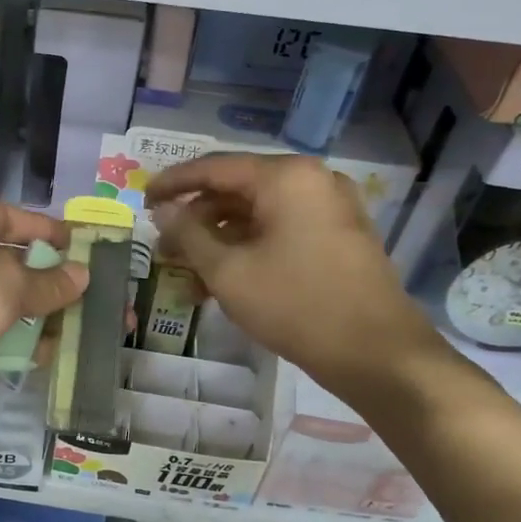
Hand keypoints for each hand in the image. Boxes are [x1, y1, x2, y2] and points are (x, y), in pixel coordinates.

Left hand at [0, 200, 87, 444]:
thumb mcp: (5, 277)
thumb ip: (46, 280)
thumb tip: (81, 275)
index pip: (2, 218)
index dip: (41, 228)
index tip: (80, 241)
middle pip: (12, 267)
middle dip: (54, 277)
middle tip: (101, 284)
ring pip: (14, 309)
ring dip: (51, 314)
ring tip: (98, 318)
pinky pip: (10, 344)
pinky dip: (36, 346)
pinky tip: (70, 347)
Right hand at [147, 153, 448, 405]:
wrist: (377, 353)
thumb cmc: (295, 305)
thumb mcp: (228, 271)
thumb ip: (188, 235)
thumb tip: (164, 211)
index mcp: (285, 177)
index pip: (214, 168)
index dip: (173, 184)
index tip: (142, 201)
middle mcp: (311, 181)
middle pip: (236, 191)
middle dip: (195, 221)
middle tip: (163, 248)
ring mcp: (330, 208)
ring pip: (257, 215)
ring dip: (219, 242)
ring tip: (187, 278)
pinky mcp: (338, 236)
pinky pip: (280, 231)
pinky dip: (248, 250)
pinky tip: (223, 283)